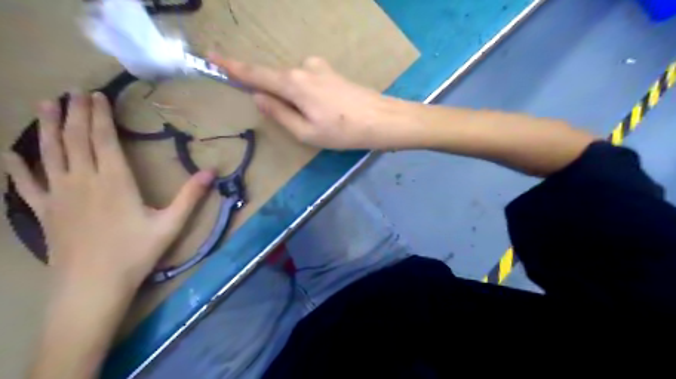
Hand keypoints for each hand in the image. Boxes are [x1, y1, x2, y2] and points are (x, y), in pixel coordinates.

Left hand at [3, 91, 213, 289]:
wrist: (92, 286)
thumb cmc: (135, 253)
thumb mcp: (171, 224)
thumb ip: (190, 196)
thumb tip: (211, 172)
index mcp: (114, 182)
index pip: (104, 140)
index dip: (100, 116)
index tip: (96, 95)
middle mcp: (83, 181)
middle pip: (76, 140)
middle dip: (75, 113)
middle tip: (71, 91)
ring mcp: (59, 196)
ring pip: (50, 154)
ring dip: (47, 128)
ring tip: (44, 105)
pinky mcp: (45, 212)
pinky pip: (27, 185)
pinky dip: (18, 167)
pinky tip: (10, 154)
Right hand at [210, 53, 408, 150]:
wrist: (382, 120)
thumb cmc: (343, 131)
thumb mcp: (306, 132)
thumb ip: (279, 113)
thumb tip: (258, 97)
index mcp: (293, 83)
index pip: (256, 74)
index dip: (233, 67)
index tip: (212, 57)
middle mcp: (303, 68)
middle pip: (276, 79)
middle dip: (276, 97)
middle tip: (298, 122)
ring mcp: (319, 67)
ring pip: (294, 83)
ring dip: (296, 100)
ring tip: (319, 122)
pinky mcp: (331, 72)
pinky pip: (308, 81)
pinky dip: (307, 96)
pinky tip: (326, 111)